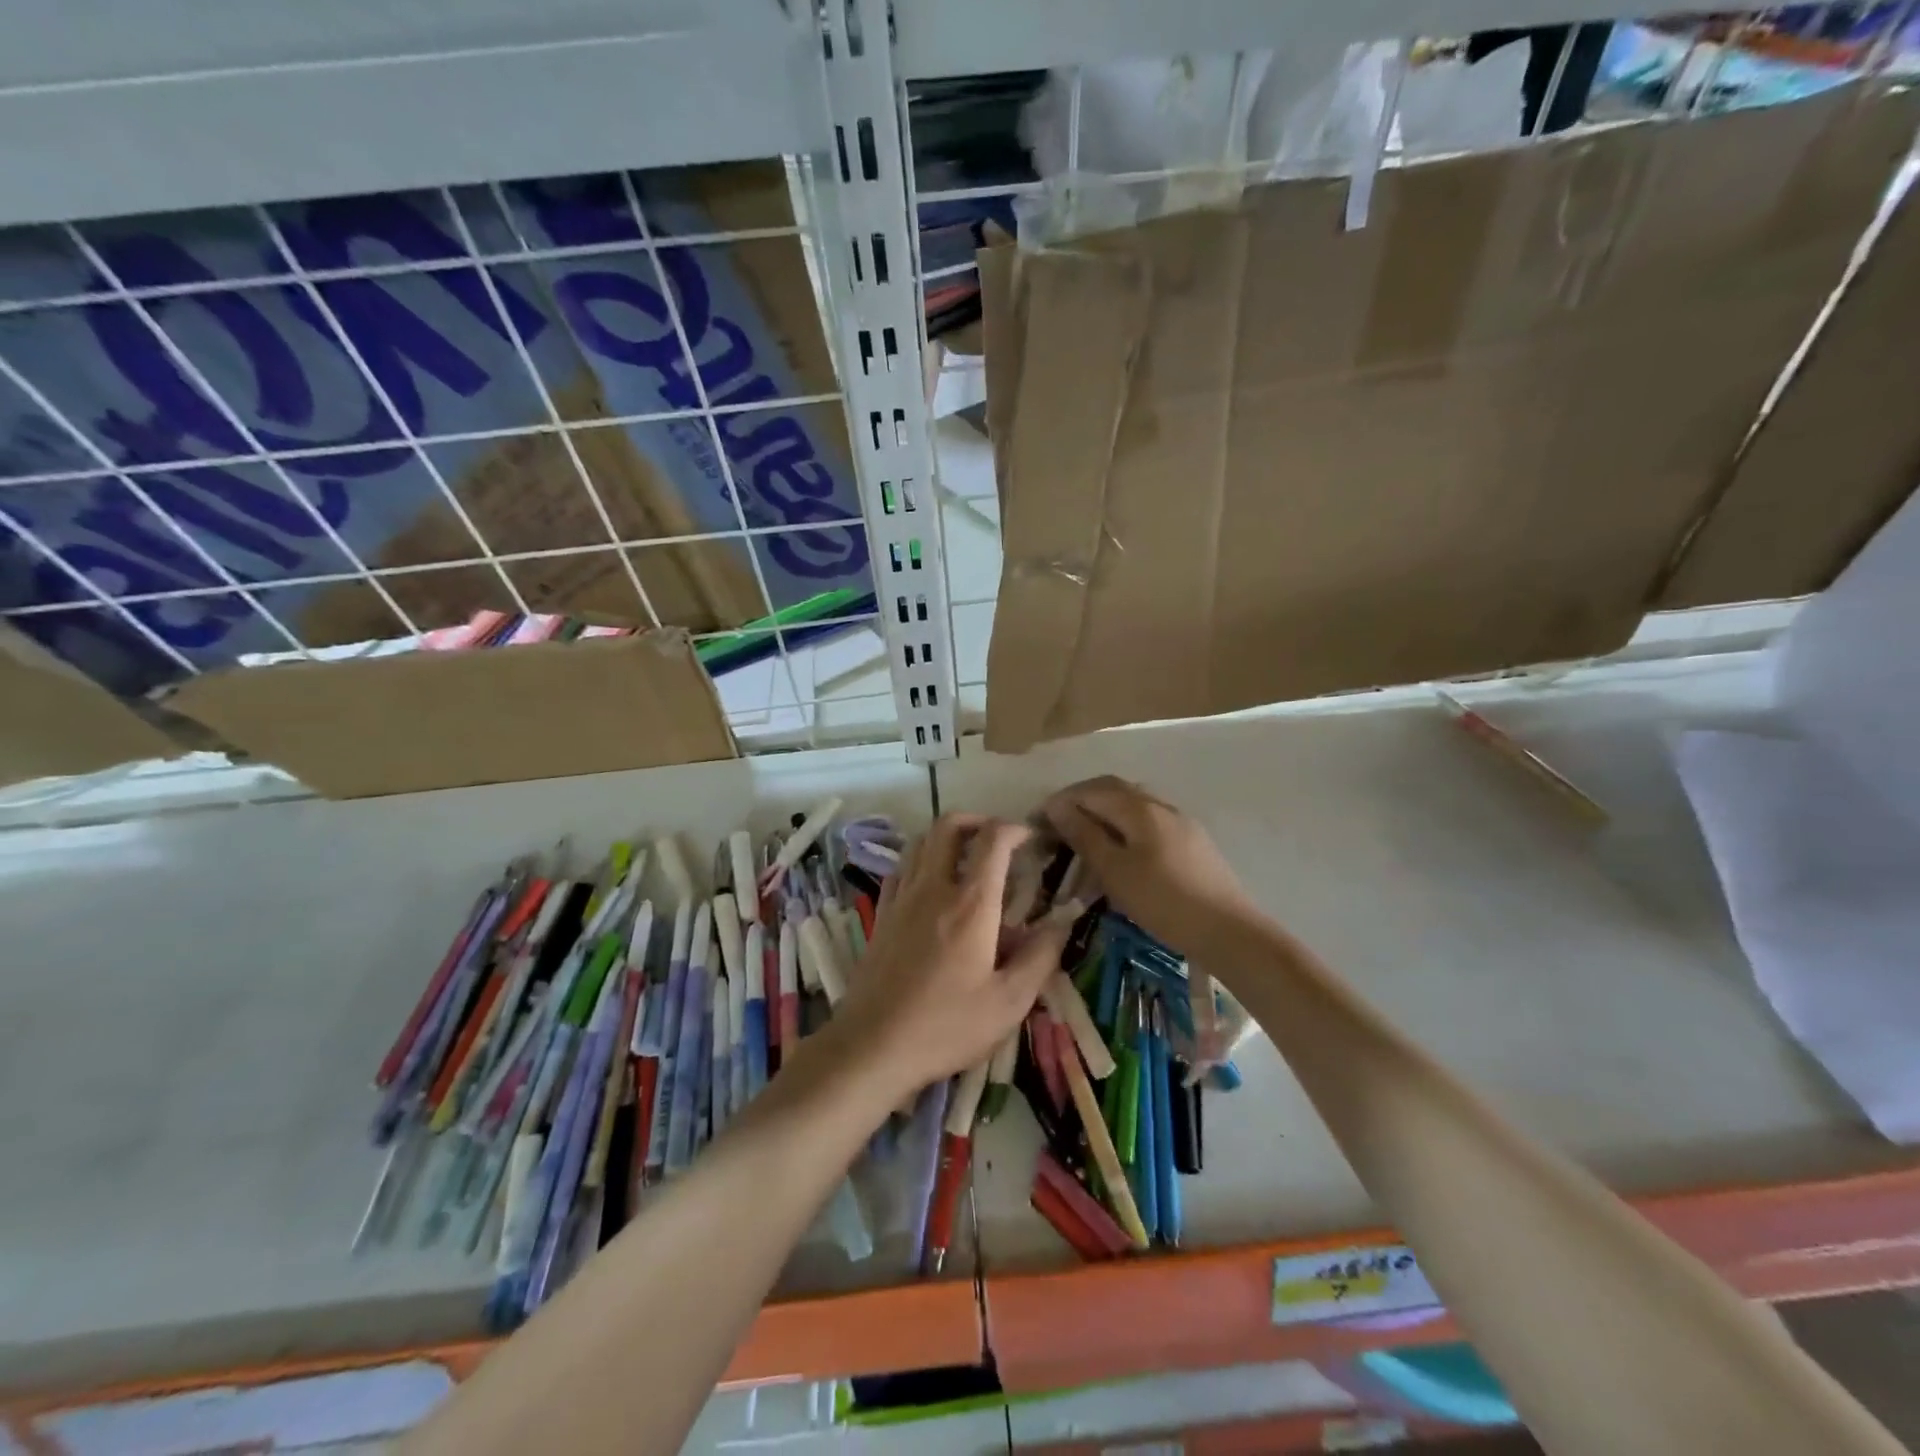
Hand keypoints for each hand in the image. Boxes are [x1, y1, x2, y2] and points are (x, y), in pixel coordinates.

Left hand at [837, 814, 1073, 1100]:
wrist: (873, 1046)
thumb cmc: (947, 1026)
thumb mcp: (1009, 1002)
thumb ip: (1040, 956)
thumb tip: (1062, 922)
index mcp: (971, 904)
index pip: (993, 840)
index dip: (1015, 829)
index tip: (1032, 838)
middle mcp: (933, 888)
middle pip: (948, 826)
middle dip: (978, 821)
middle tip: (998, 840)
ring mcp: (901, 898)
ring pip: (920, 841)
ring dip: (947, 837)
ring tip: (967, 858)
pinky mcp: (881, 915)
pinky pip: (901, 868)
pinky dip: (920, 861)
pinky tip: (931, 886)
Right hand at [1042, 776, 1259, 955]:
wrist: (1229, 931)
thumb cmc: (1164, 901)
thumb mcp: (1114, 871)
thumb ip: (1084, 835)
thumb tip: (1057, 806)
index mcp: (1139, 807)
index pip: (1091, 790)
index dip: (1062, 801)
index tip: (1038, 820)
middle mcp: (1160, 805)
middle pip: (1114, 789)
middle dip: (1082, 800)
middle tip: (1059, 823)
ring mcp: (1181, 821)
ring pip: (1134, 804)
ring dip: (1105, 812)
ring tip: (1086, 837)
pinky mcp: (1193, 841)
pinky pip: (1149, 821)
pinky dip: (1126, 826)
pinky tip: (1122, 851)